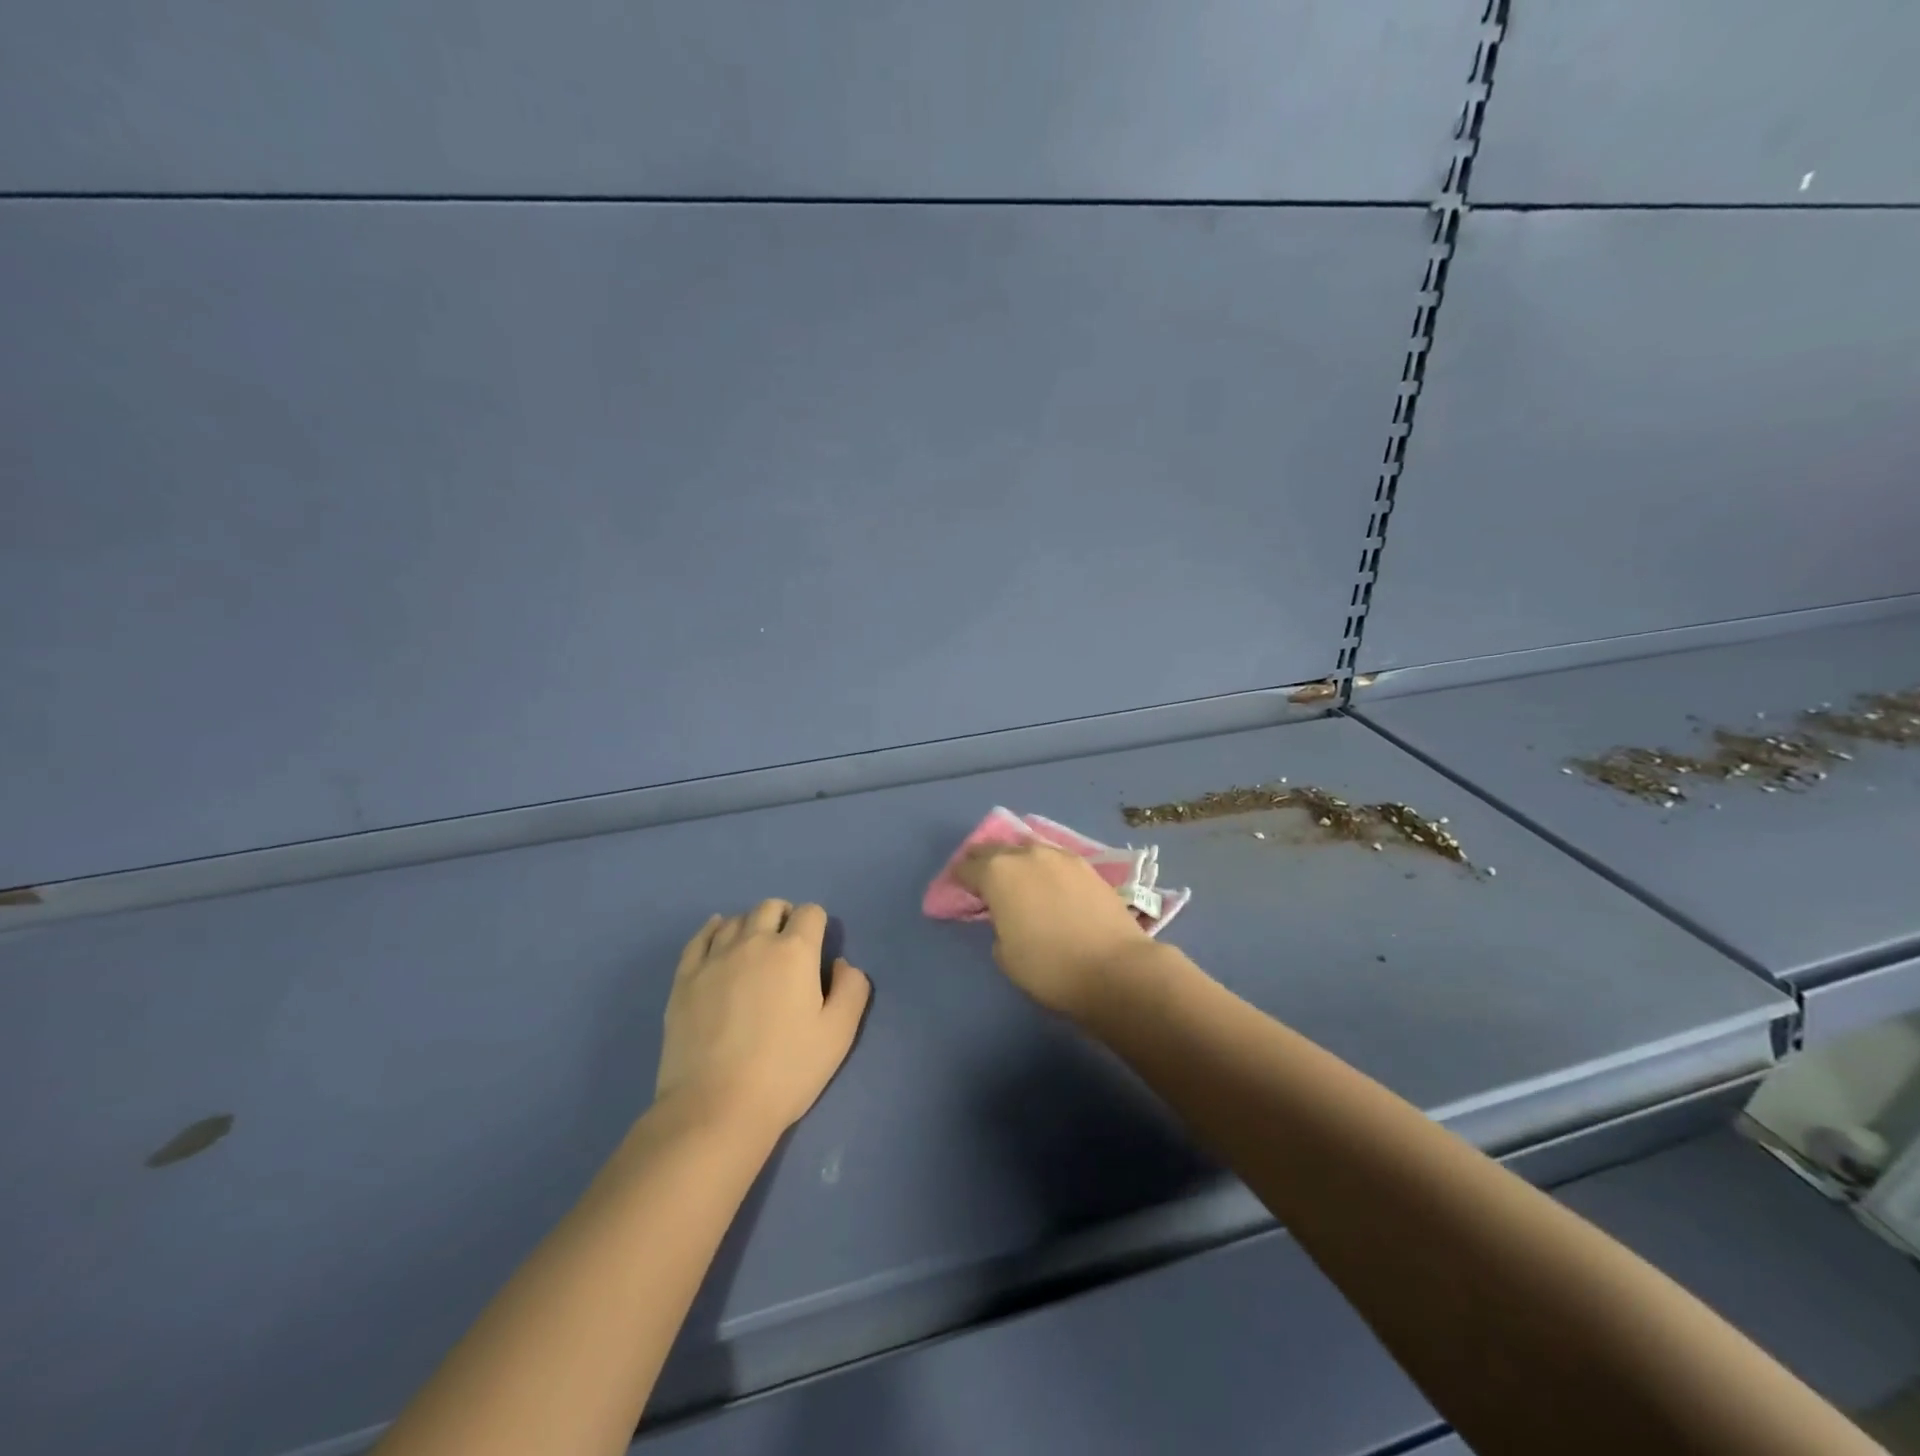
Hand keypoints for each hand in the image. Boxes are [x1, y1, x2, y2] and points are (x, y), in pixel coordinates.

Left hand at [655, 901, 870, 1136]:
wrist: (716, 1108)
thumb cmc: (786, 1071)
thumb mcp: (838, 1034)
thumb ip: (852, 988)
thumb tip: (841, 963)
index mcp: (795, 952)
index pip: (811, 913)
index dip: (818, 926)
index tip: (816, 951)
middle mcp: (754, 942)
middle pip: (771, 907)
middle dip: (784, 917)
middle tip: (788, 949)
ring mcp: (714, 958)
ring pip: (736, 920)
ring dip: (751, 926)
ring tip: (754, 951)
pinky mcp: (685, 978)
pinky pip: (700, 938)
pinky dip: (713, 930)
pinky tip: (717, 935)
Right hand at [954, 844, 1155, 1016]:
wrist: (1115, 968)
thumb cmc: (1049, 967)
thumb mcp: (1004, 953)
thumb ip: (998, 924)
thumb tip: (1009, 915)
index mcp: (997, 872)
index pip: (967, 867)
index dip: (958, 879)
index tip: (958, 892)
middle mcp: (1026, 853)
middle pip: (996, 848)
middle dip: (985, 862)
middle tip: (982, 881)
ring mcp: (1060, 856)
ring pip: (1028, 849)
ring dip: (1017, 860)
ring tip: (1017, 880)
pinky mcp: (1087, 865)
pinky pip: (1054, 859)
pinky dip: (1044, 868)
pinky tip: (1048, 884)